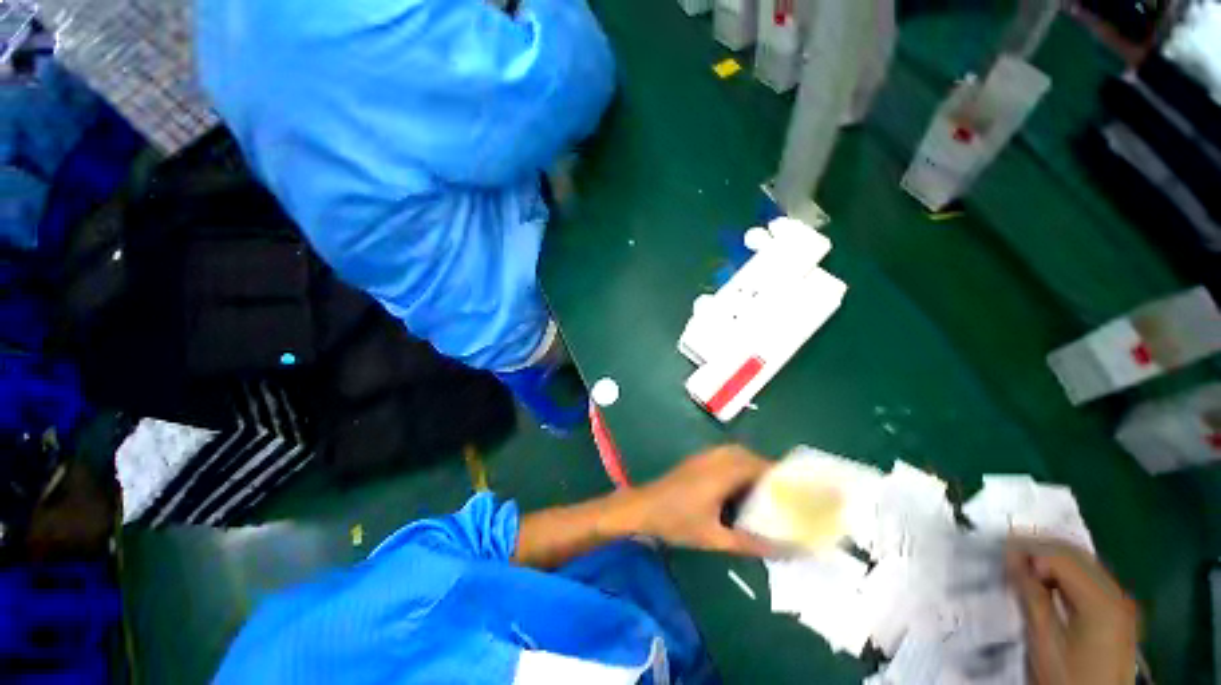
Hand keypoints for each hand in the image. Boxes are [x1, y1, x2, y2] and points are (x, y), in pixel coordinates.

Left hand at [626, 445, 772, 555]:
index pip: (757, 464)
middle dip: (766, 469)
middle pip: (747, 455)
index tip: (795, 488)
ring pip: (734, 453)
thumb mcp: (715, 537)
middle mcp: (713, 458)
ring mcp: (702, 457)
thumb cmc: (677, 522)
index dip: (778, 473)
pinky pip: (722, 455)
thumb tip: (785, 550)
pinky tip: (737, 486)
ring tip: (763, 489)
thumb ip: (751, 543)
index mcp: (721, 473)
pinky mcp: (695, 460)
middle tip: (780, 491)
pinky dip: (736, 464)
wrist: (643, 507)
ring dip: (750, 465)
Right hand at [1005, 538, 1139, 684]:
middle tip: (1007, 554)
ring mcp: (1120, 602)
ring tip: (1023, 568)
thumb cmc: (1067, 676)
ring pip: (1083, 563)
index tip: (1000, 550)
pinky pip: (1089, 578)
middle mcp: (1116, 593)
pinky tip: (1046, 582)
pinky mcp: (1116, 611)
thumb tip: (1012, 559)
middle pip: (1076, 555)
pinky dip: (1064, 573)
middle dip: (1040, 549)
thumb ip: (1031, 596)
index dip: (1029, 548)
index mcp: (1100, 599)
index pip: (1061, 556)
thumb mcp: (1044, 640)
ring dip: (1051, 560)